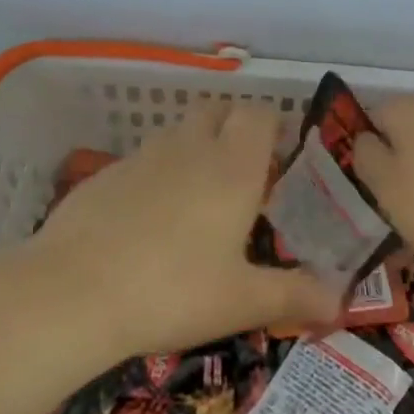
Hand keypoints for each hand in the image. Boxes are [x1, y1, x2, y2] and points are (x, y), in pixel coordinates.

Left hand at [28, 102, 343, 360]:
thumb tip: (342, 301)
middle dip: (233, 129)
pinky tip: (146, 223)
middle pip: (216, 111)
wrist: (72, 292)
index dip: (272, 126)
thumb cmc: (172, 292)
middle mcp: (188, 149)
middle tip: (242, 175)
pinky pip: (141, 161)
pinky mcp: (104, 175)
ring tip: (197, 201)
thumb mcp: (242, 302)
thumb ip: (296, 295)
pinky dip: (155, 175)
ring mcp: (141, 158)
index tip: (280, 157)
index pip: (258, 114)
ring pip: (177, 134)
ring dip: (193, 150)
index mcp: (231, 168)